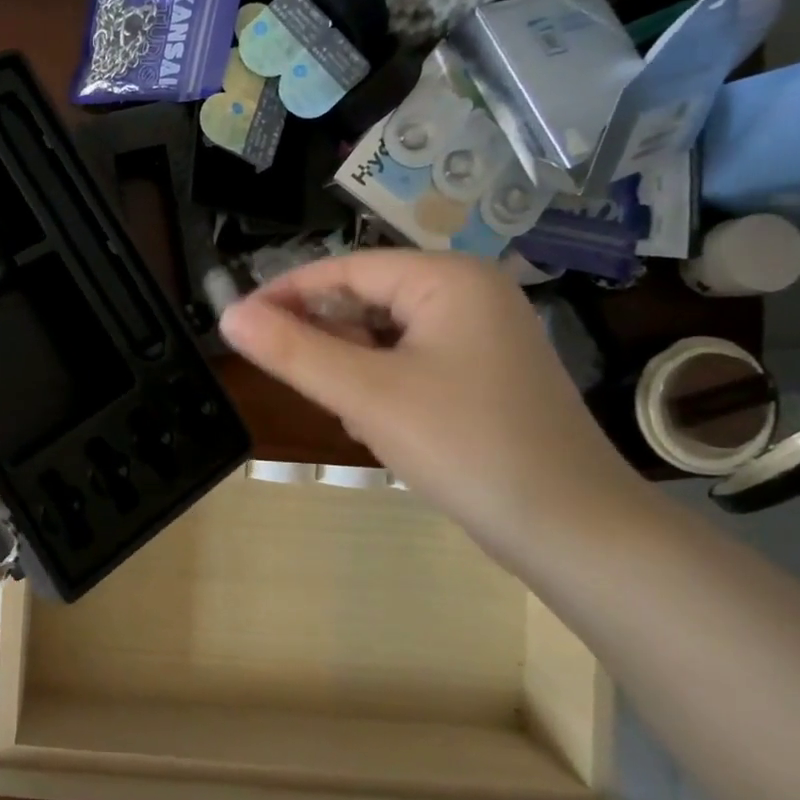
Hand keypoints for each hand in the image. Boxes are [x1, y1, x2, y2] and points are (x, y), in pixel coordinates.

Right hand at [218, 250, 646, 549]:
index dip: (286, 293)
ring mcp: (483, 337)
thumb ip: (292, 350)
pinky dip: (382, 387)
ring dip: (352, 370)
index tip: (238, 323)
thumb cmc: (465, 445)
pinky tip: (378, 427)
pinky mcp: (484, 376)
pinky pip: (411, 363)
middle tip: (291, 379)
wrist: (572, 531)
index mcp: (448, 278)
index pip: (345, 269)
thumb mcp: (366, 394)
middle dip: (325, 340)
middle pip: (367, 301)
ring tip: (344, 413)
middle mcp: (470, 294)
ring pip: (386, 337)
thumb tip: (228, 315)